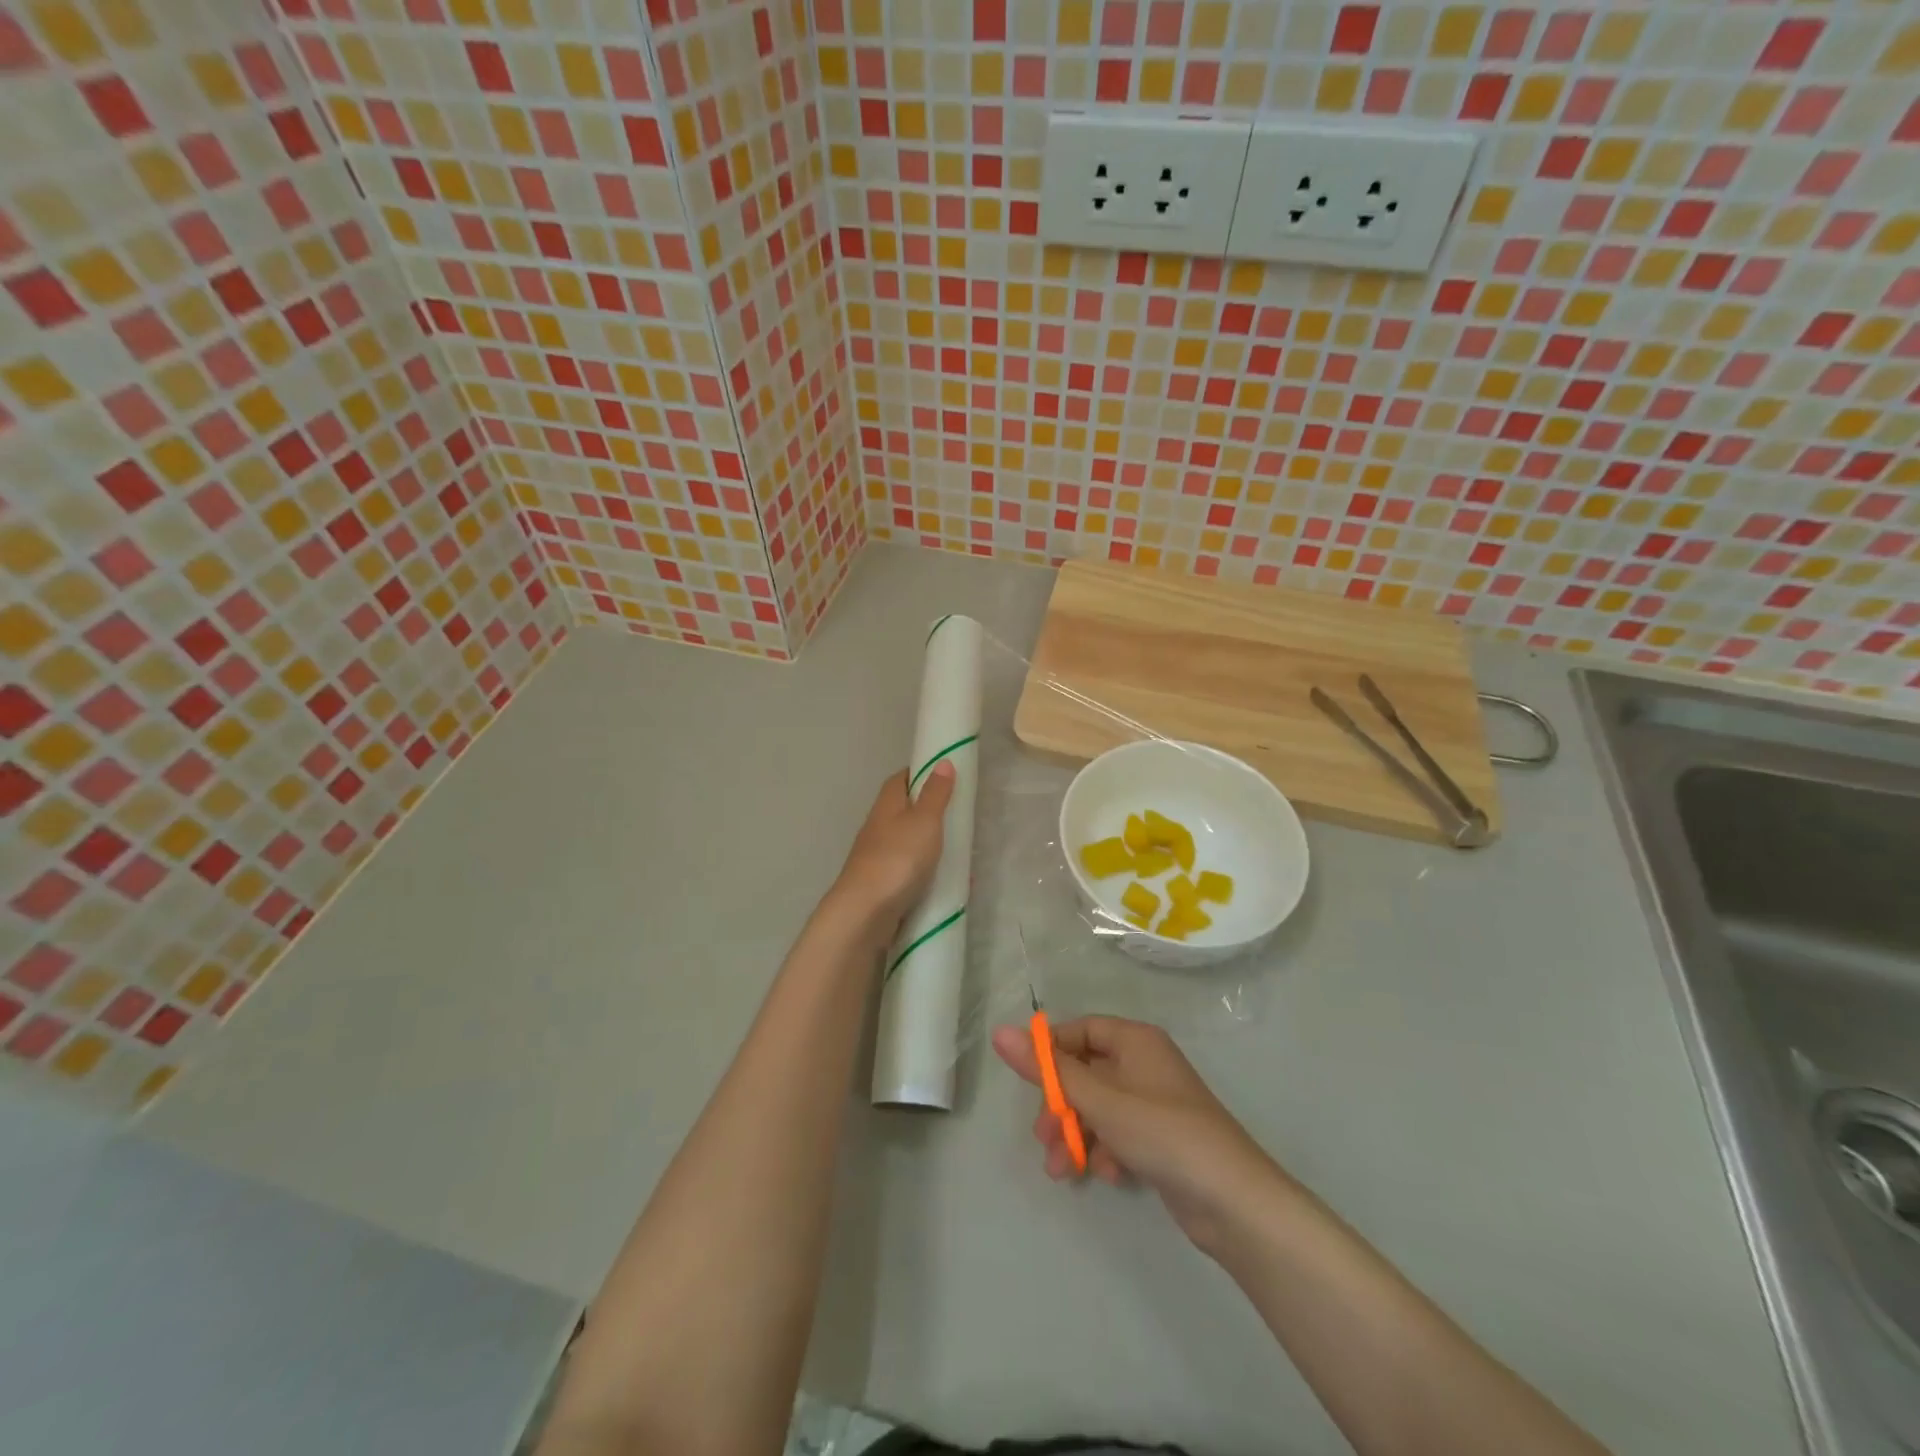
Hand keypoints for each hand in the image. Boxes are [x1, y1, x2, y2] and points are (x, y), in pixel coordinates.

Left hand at [831, 763, 954, 922]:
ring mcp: (881, 859)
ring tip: (965, 851)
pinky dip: (933, 876)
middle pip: (907, 812)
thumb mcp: (924, 820)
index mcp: (886, 806)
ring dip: (935, 846)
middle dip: (933, 813)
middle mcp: (879, 828)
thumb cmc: (897, 858)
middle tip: (963, 816)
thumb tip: (942, 762)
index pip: (901, 779)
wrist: (866, 913)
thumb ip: (935, 793)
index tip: (947, 775)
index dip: (922, 773)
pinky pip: (914, 874)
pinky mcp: (886, 886)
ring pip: (911, 845)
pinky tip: (954, 884)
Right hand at [992, 1015, 1284, 1250]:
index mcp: (1135, 1040)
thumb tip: (1000, 1032)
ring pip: (1099, 1108)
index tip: (1027, 1082)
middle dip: (1061, 1106)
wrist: (1233, 1202)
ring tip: (1063, 1170)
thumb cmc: (1163, 1133)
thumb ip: (1049, 1070)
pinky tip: (1107, 1175)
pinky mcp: (1160, 1138)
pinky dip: (1105, 1150)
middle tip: (1043, 1138)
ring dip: (1076, 1134)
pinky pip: (1118, 1133)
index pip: (1081, 1030)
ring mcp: (1154, 1103)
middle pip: (1086, 1072)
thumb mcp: (1100, 1100)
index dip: (1051, 1052)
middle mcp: (1144, 1064)